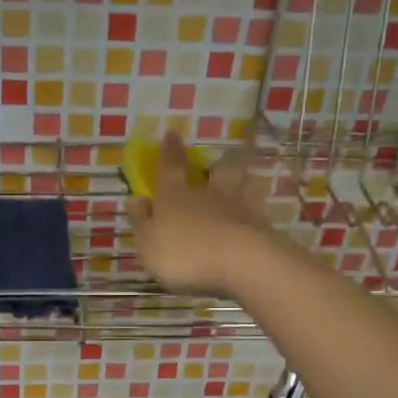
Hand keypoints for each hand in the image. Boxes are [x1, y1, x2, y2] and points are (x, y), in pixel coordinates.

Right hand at [126, 132, 274, 295]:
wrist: (240, 263)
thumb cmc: (184, 252)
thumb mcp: (149, 242)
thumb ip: (142, 221)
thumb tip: (135, 199)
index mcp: (175, 195)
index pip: (170, 167)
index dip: (169, 152)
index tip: (172, 135)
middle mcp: (209, 194)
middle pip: (217, 171)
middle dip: (216, 166)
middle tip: (218, 165)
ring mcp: (240, 208)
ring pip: (242, 186)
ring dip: (241, 183)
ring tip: (242, 186)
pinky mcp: (263, 228)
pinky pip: (258, 213)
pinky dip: (255, 213)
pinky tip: (254, 220)